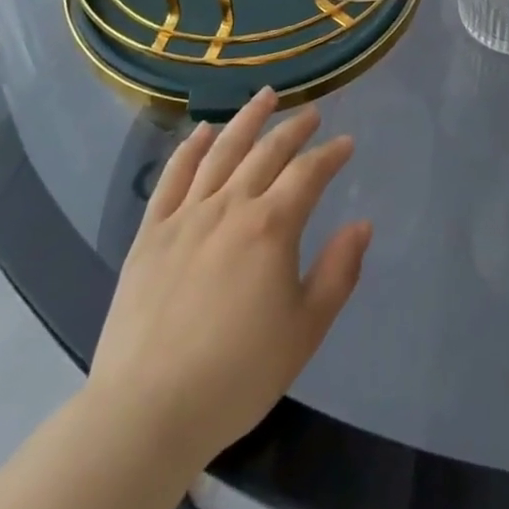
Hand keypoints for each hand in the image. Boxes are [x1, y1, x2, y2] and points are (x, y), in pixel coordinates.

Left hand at [85, 89, 370, 468]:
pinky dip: (189, 148)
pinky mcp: (151, 233)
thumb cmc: (237, 375)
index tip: (346, 143)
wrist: (146, 412)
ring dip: (247, 119)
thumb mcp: (305, 331)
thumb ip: (339, 272)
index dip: (331, 154)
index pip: (309, 173)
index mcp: (272, 226)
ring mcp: (186, 215)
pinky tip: (201, 130)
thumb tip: (362, 224)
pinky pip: (173, 177)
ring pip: (221, 151)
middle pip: (267, 152)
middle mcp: (230, 206)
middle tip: (311, 113)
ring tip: (265, 97)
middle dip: (294, 128)